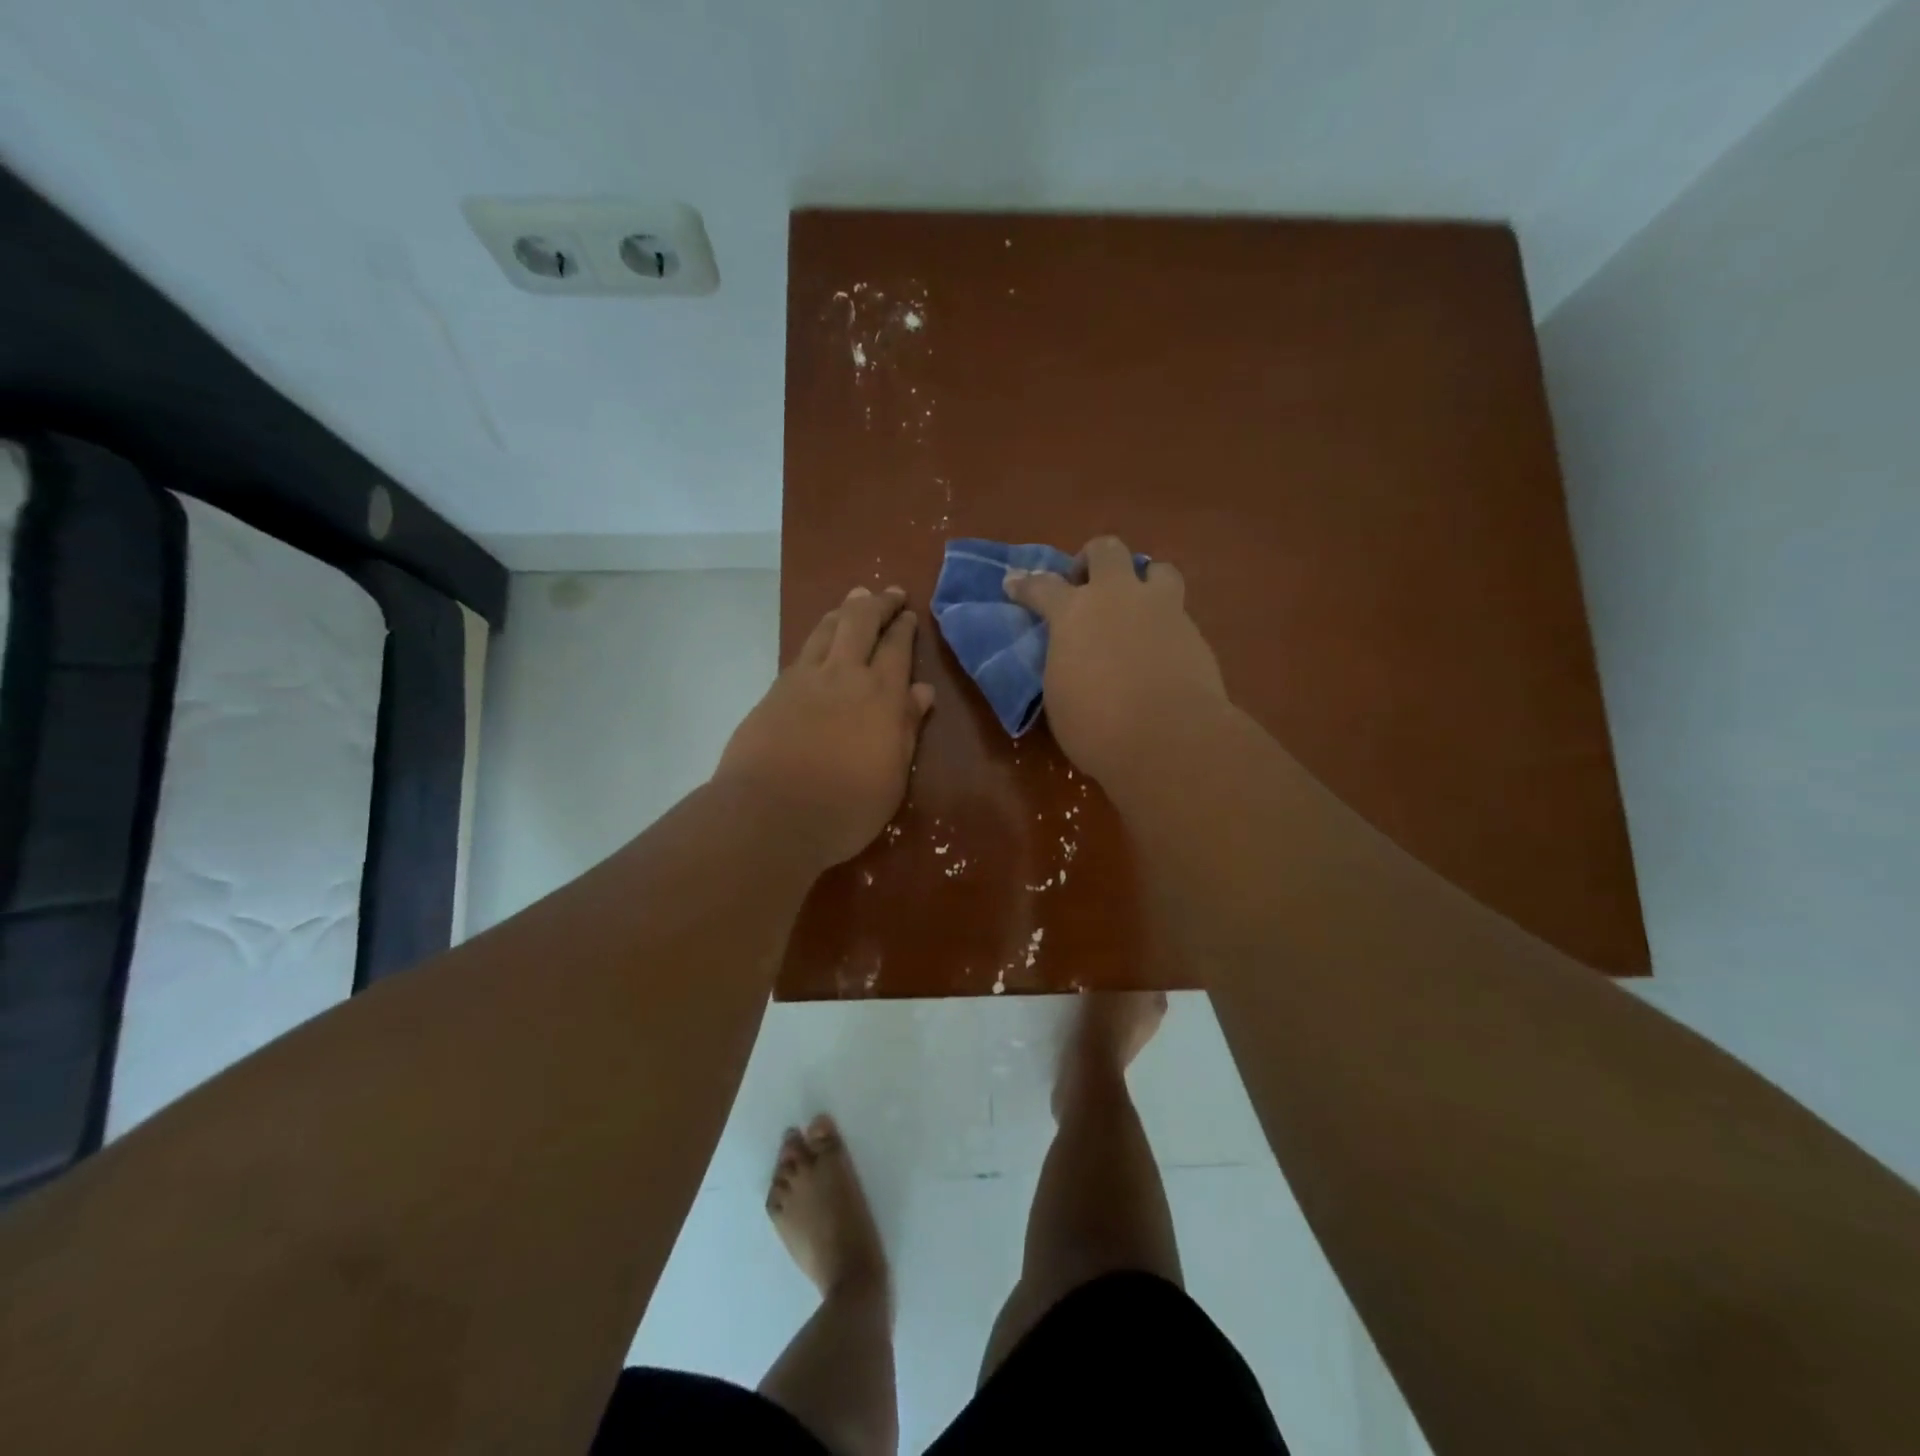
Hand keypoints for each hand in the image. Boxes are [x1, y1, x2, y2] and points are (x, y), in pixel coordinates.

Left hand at [715, 585, 935, 866]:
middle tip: (889, 594)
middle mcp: (844, 675)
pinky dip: (819, 635)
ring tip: (855, 600)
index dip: (904, 627)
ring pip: (828, 628)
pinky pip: (803, 650)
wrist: (771, 814)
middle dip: (878, 603)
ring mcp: (805, 679)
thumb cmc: (845, 806)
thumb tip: (922, 691)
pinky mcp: (776, 691)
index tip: (909, 614)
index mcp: (881, 696)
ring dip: (845, 610)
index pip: (897, 648)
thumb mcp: (893, 776)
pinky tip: (820, 640)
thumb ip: (907, 728)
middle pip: (861, 622)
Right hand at [1004, 536, 1228, 787]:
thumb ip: (1064, 661)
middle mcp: (1117, 597)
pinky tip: (1160, 649)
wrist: (1169, 737)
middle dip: (1092, 560)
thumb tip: (1072, 654)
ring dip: (1142, 581)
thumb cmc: (1097, 726)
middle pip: (1106, 550)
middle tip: (1087, 586)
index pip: (1042, 586)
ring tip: (1136, 608)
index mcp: (1073, 613)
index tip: (1014, 583)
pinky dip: (1164, 622)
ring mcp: (1161, 608)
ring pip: (1156, 568)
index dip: (1025, 584)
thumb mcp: (1060, 695)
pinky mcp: (1194, 631)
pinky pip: (1177, 610)